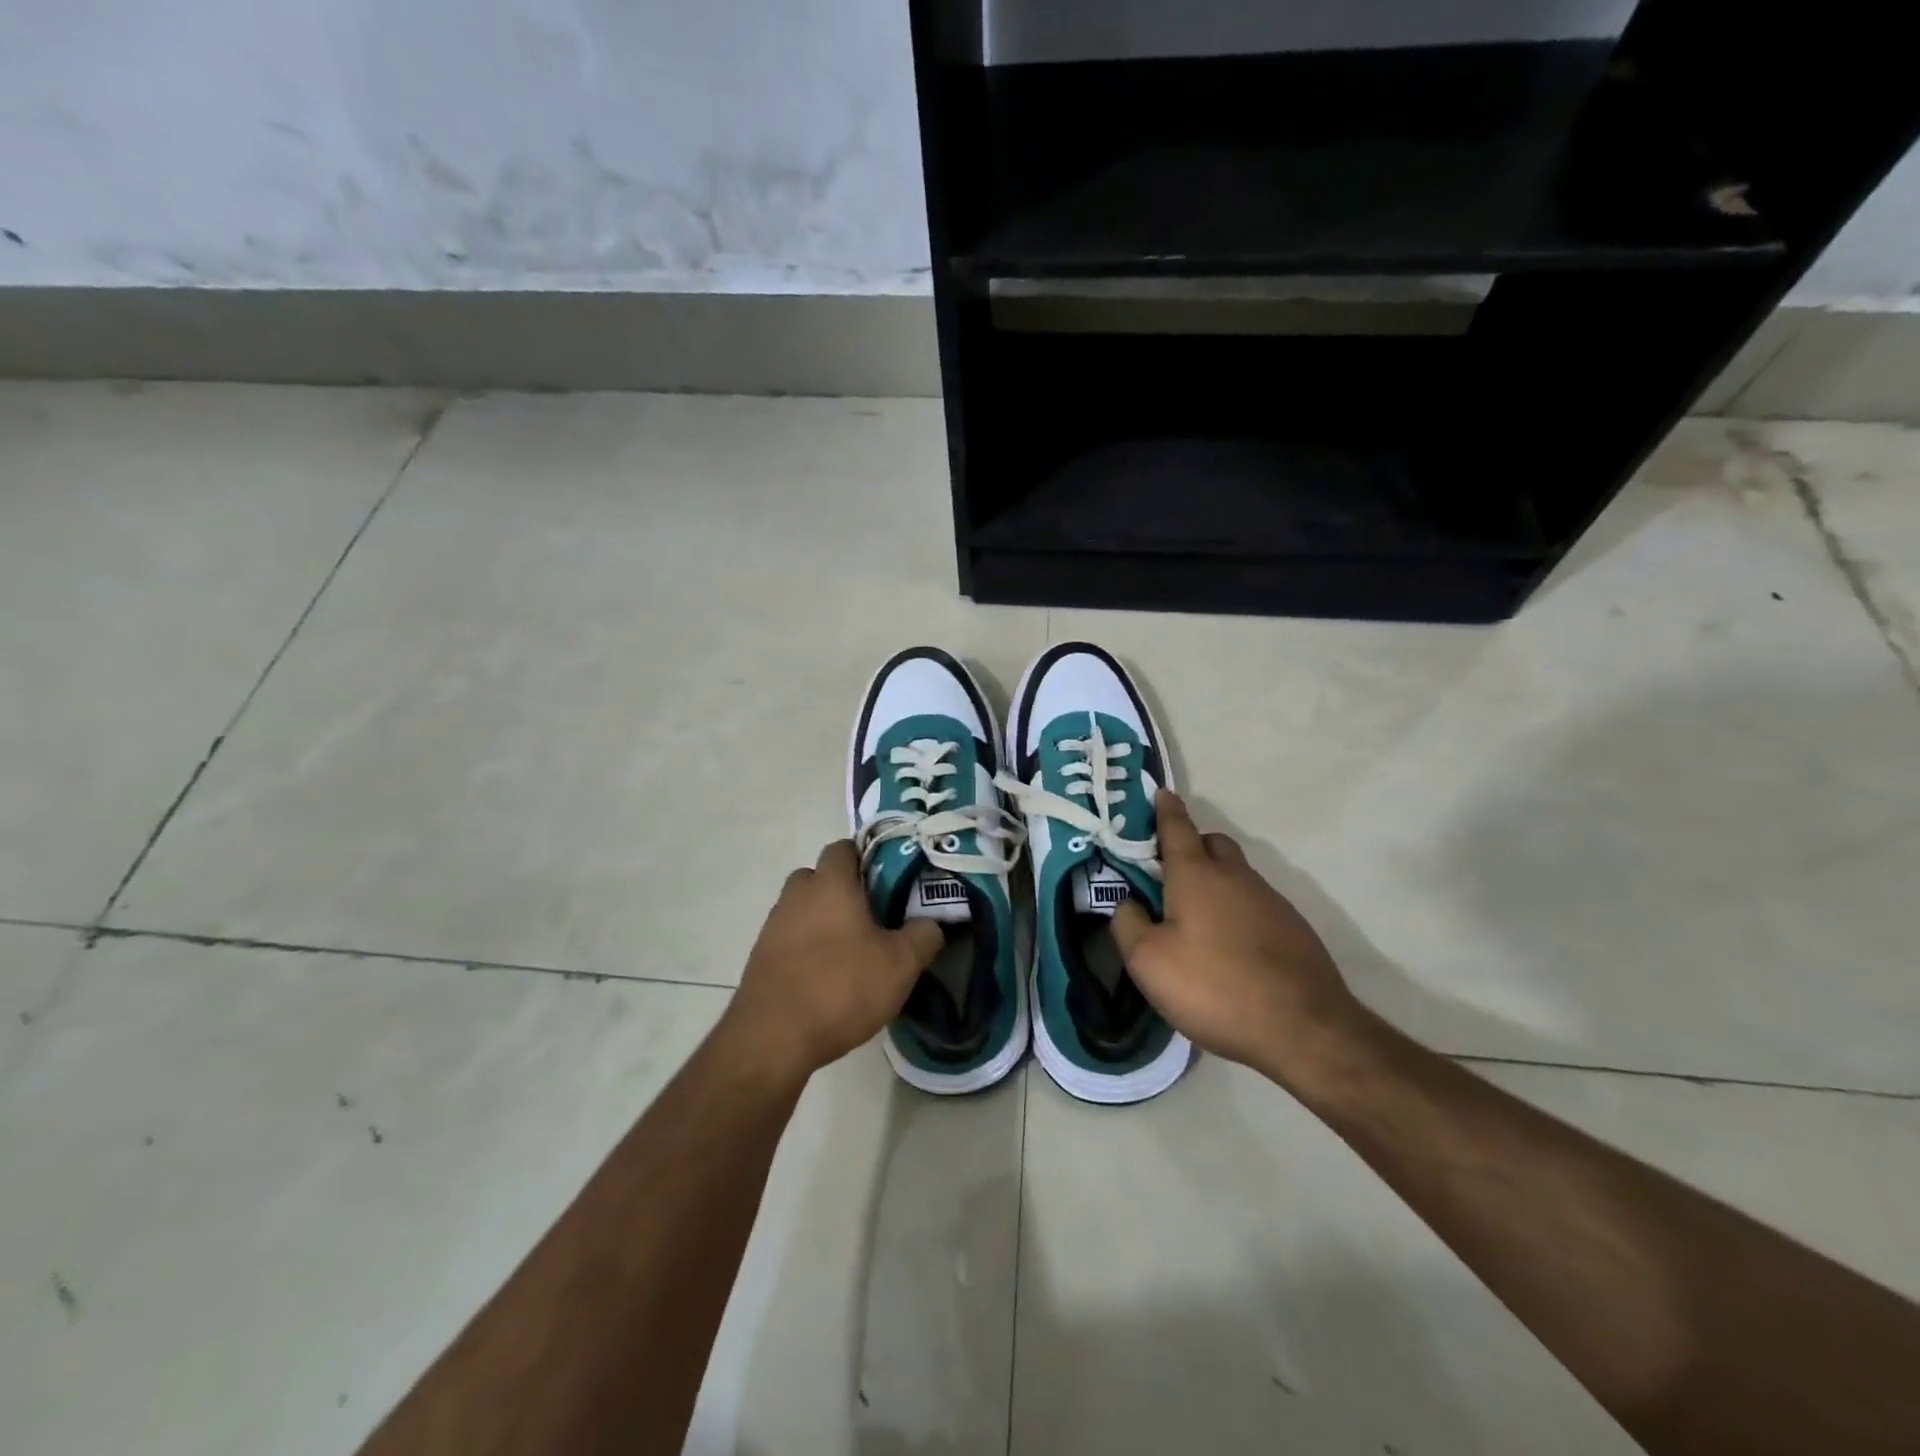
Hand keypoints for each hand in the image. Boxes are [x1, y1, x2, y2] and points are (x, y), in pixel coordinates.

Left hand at [720, 840, 943, 1084]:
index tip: (890, 880)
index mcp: (830, 884)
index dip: (866, 858)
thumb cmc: (841, 987)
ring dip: (825, 921)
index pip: (844, 848)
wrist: (772, 1038)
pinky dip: (807, 948)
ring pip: (804, 909)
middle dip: (844, 890)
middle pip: (820, 877)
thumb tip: (933, 922)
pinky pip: (790, 939)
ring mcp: (773, 926)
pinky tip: (827, 977)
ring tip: (853, 952)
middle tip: (874, 916)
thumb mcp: (901, 965)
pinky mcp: (761, 957)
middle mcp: (797, 895)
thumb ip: (924, 935)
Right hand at [1112, 792, 1367, 1083]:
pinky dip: (1238, 911)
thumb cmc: (1214, 987)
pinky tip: (1231, 948)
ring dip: (1216, 882)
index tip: (1161, 794)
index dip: (1166, 810)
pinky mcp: (1294, 928)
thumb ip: (1128, 924)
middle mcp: (1236, 877)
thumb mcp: (1148, 961)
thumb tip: (1129, 903)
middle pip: (1213, 843)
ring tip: (1197, 920)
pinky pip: (1256, 904)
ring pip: (1237, 874)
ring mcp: (1270, 901)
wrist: (1303, 1028)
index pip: (1177, 827)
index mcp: (1196, 875)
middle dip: (1191, 846)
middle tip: (1169, 873)